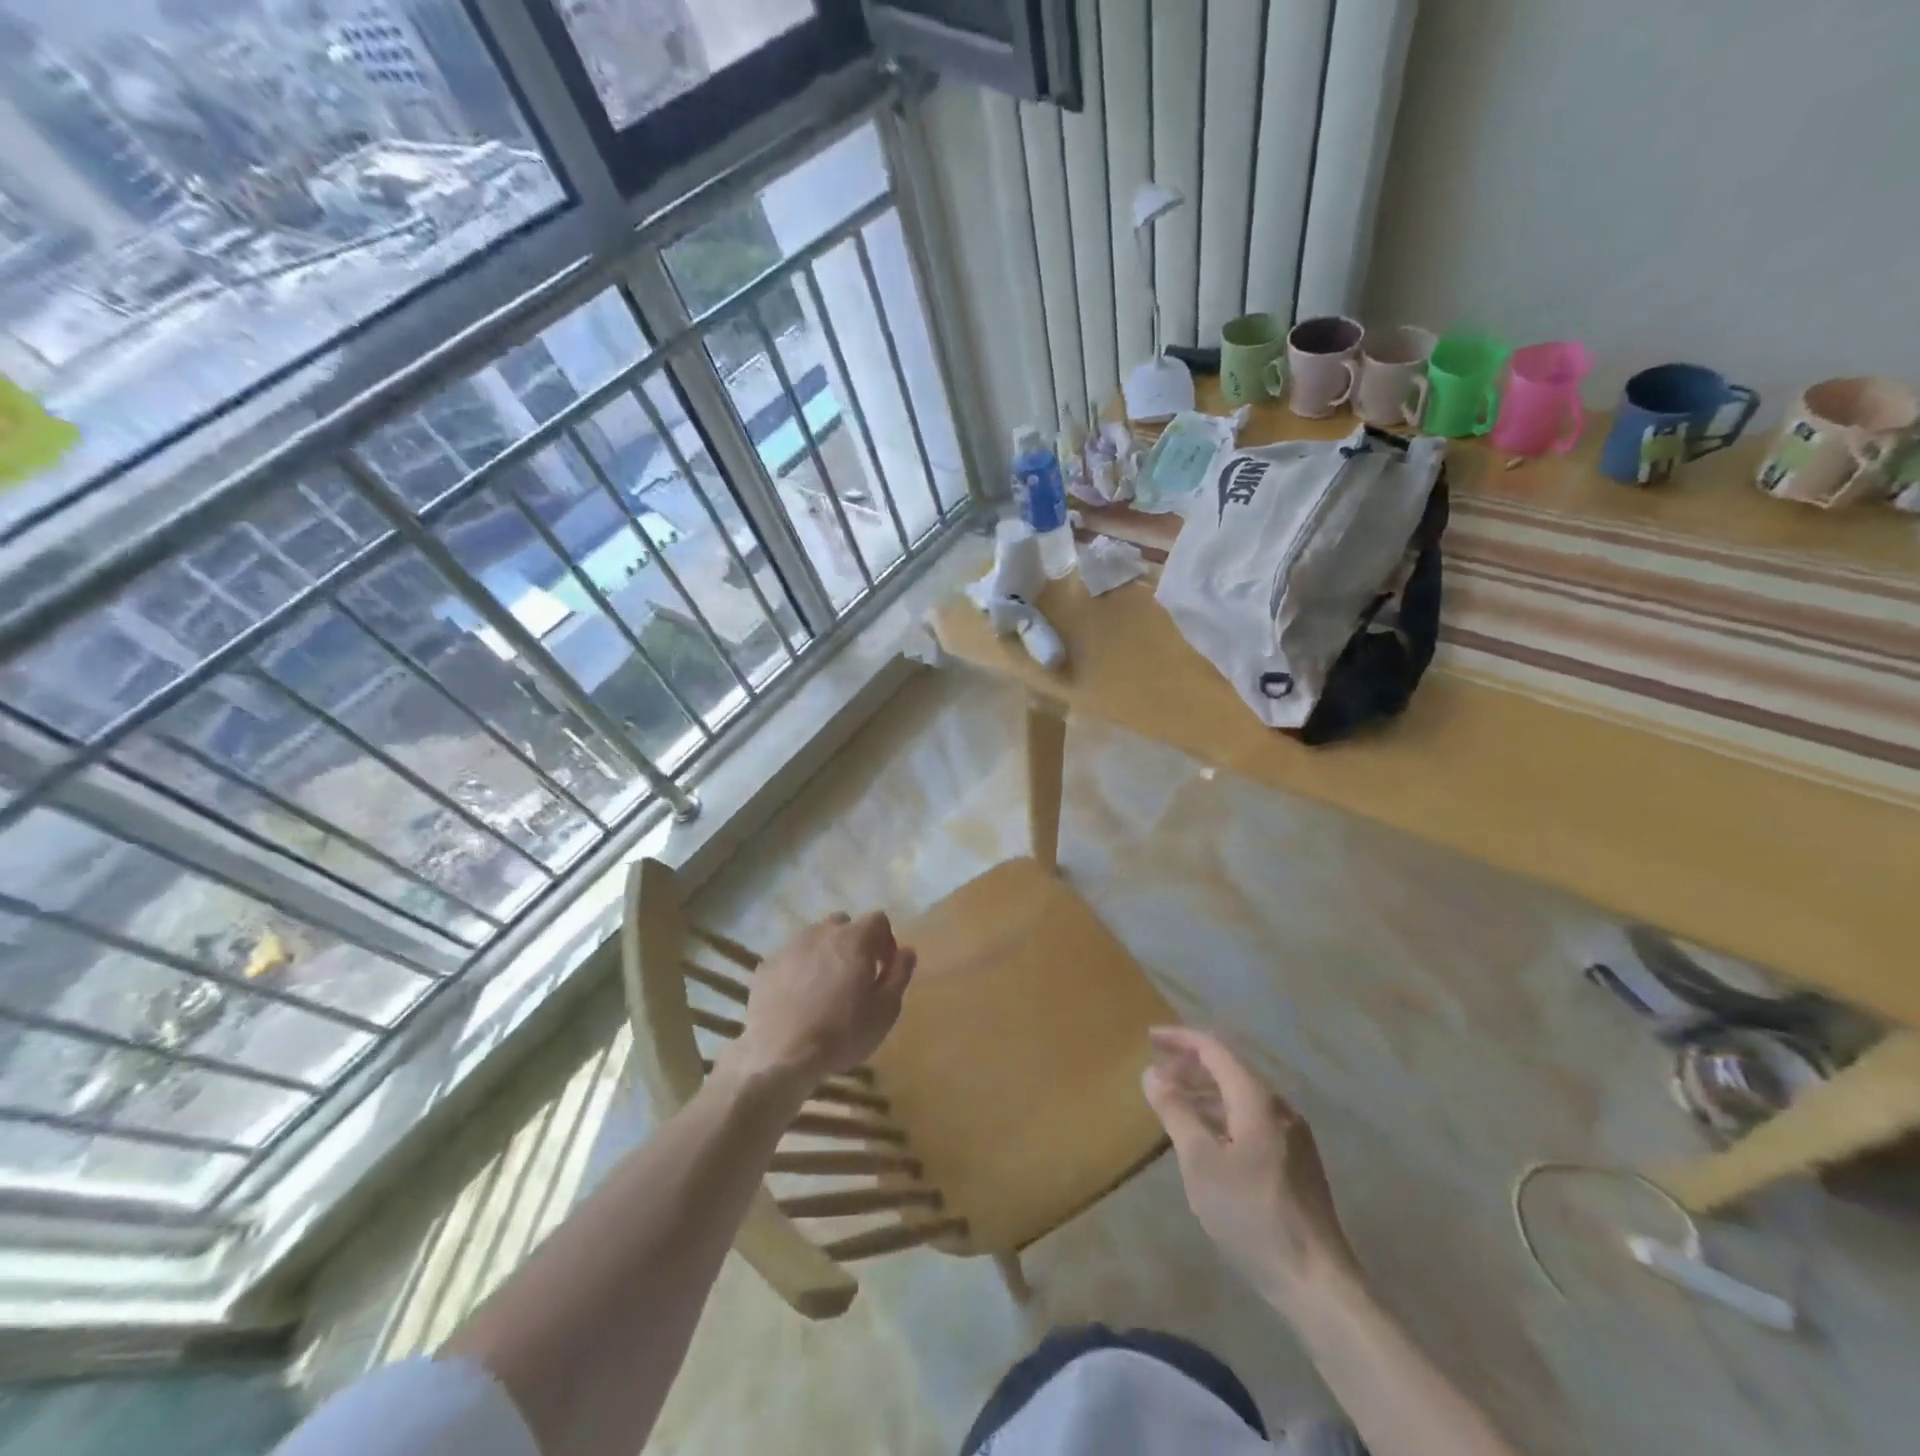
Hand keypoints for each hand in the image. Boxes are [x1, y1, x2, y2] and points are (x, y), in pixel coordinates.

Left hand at [727, 912, 915, 1098]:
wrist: (781, 1056)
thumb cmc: (843, 1032)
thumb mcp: (886, 1009)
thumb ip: (900, 974)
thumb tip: (907, 951)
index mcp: (854, 938)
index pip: (878, 920)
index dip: (885, 941)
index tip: (883, 969)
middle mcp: (821, 932)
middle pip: (843, 924)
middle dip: (853, 943)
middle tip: (855, 977)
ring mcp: (790, 947)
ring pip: (814, 938)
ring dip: (824, 954)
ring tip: (824, 988)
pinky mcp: (766, 966)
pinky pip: (790, 958)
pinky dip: (799, 969)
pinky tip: (799, 998)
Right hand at [1142, 1027, 1361, 1311]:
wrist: (1318, 1284)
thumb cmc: (1252, 1215)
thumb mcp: (1200, 1162)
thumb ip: (1175, 1111)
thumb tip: (1152, 1073)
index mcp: (1257, 1099)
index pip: (1214, 1050)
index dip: (1180, 1039)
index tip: (1150, 1038)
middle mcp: (1279, 1108)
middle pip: (1229, 1071)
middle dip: (1191, 1067)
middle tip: (1157, 1076)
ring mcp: (1293, 1137)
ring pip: (1240, 1098)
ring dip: (1205, 1095)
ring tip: (1174, 1108)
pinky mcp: (1297, 1164)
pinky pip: (1252, 1122)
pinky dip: (1222, 1117)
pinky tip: (1206, 1142)